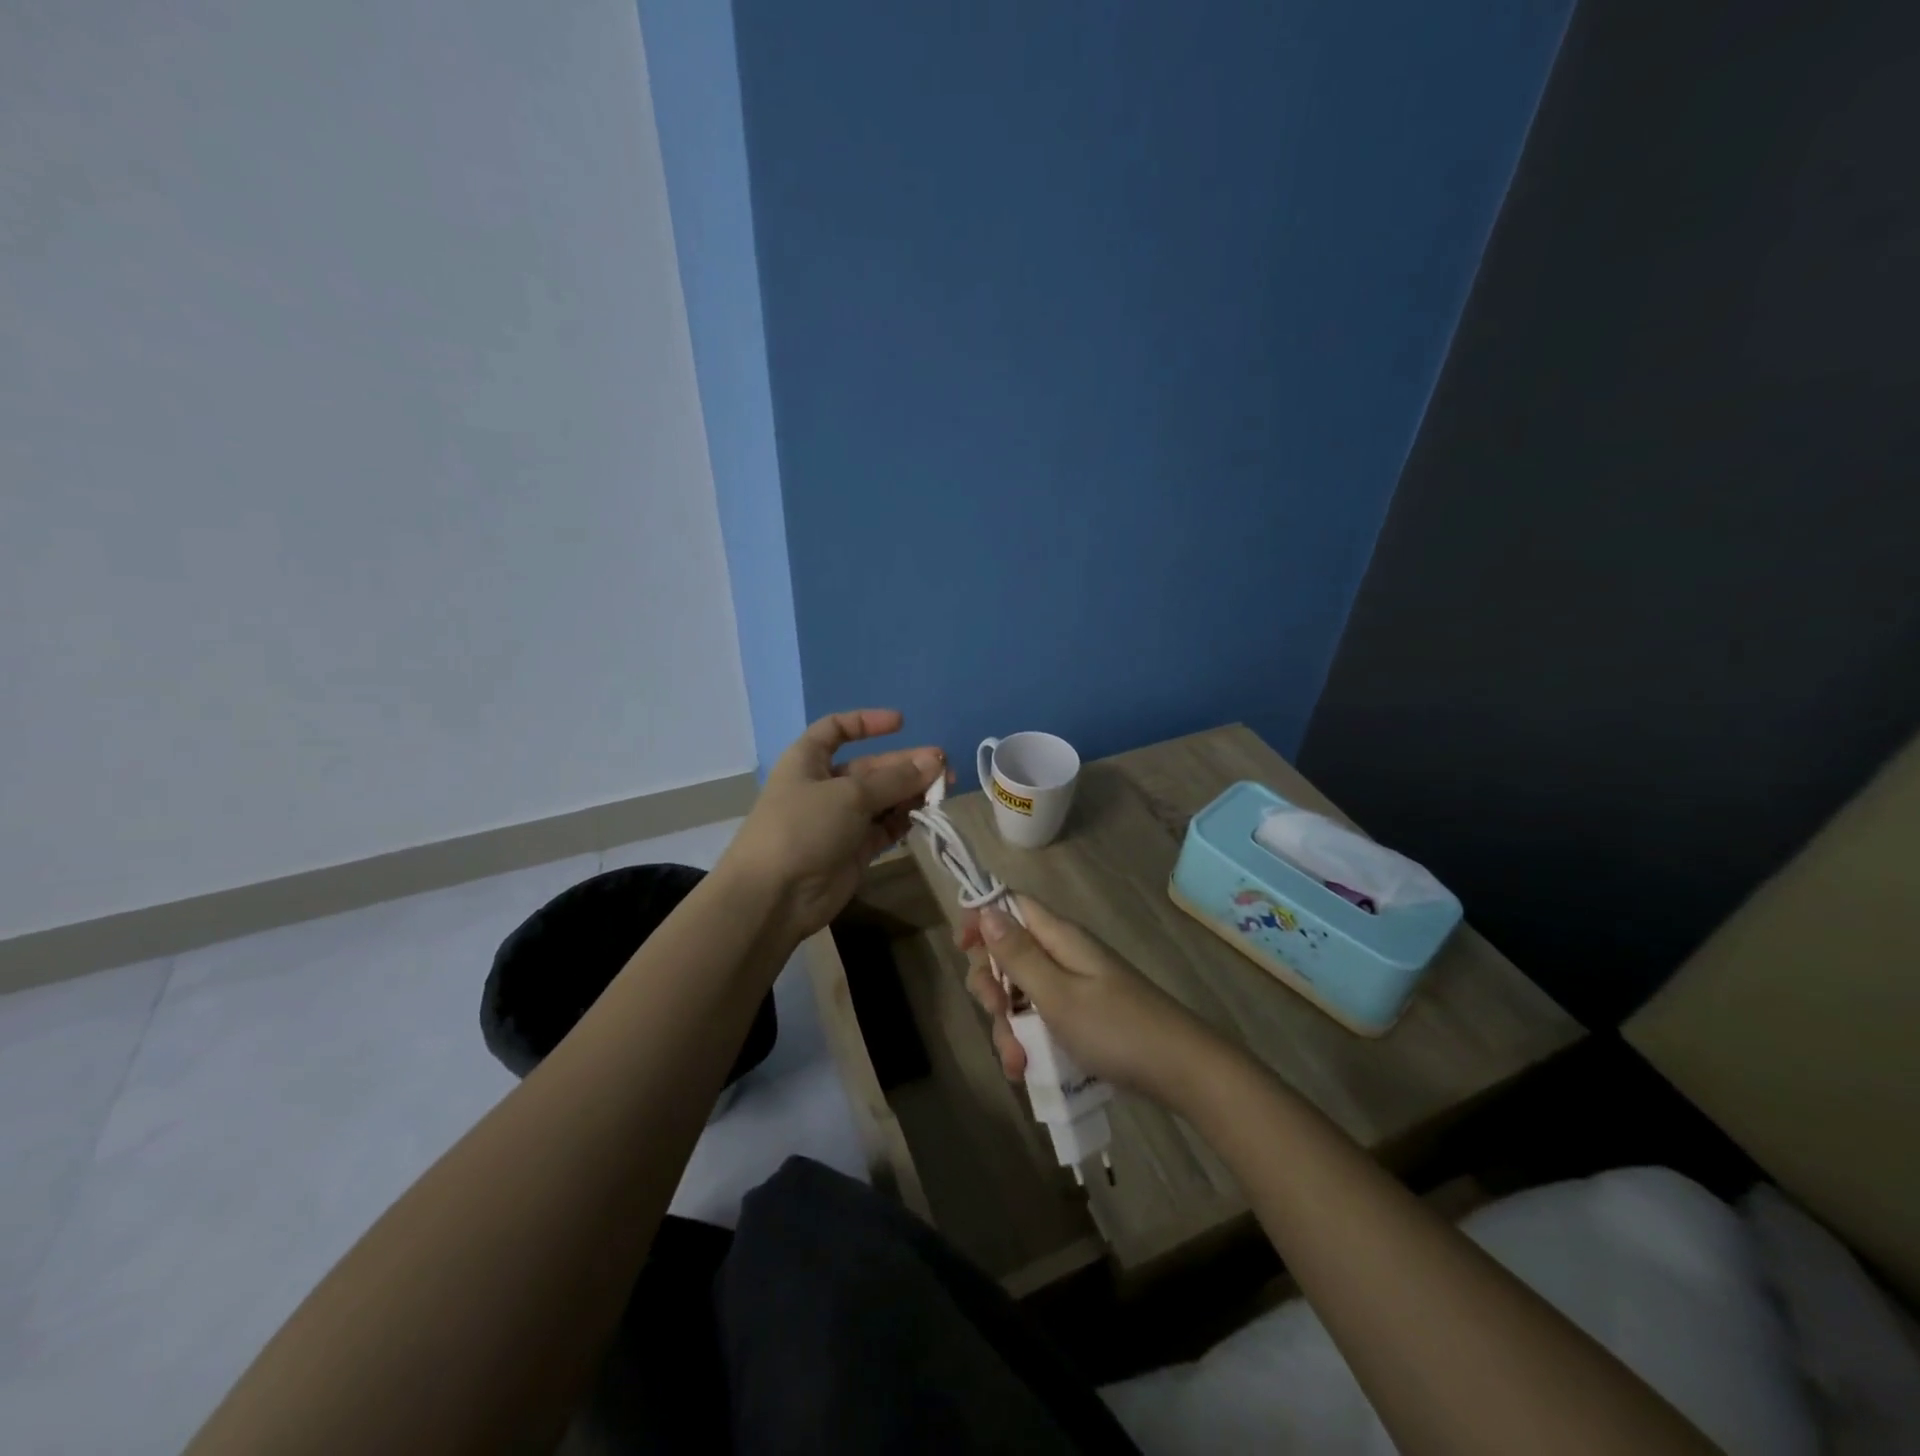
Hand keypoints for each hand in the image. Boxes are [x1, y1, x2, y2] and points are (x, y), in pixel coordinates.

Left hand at [721, 709, 946, 943]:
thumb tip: (935, 761)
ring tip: (945, 791)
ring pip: (883, 799)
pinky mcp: (854, 850)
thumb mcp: (850, 794)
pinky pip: (885, 828)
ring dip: (911, 793)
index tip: (902, 723)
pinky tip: (927, 816)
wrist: (775, 896)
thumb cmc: (804, 827)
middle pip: (871, 768)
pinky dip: (904, 821)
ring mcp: (840, 820)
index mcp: (809, 760)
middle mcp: (825, 786)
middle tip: (945, 767)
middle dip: (906, 765)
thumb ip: (896, 779)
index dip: (866, 722)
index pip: (836, 730)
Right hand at [957, 894, 1230, 1105]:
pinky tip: (1027, 1070)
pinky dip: (1028, 1041)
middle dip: (992, 986)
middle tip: (996, 1012)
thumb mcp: (1057, 994)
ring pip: (1021, 993)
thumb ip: (1019, 955)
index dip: (982, 918)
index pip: (1012, 906)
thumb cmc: (1116, 1028)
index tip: (961, 948)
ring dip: (1008, 1025)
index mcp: (1060, 938)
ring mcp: (1073, 987)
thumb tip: (985, 910)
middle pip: (1009, 954)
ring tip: (1016, 1063)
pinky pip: (1041, 1019)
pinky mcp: (1081, 1017)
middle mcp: (1064, 955)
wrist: (1181, 1071)